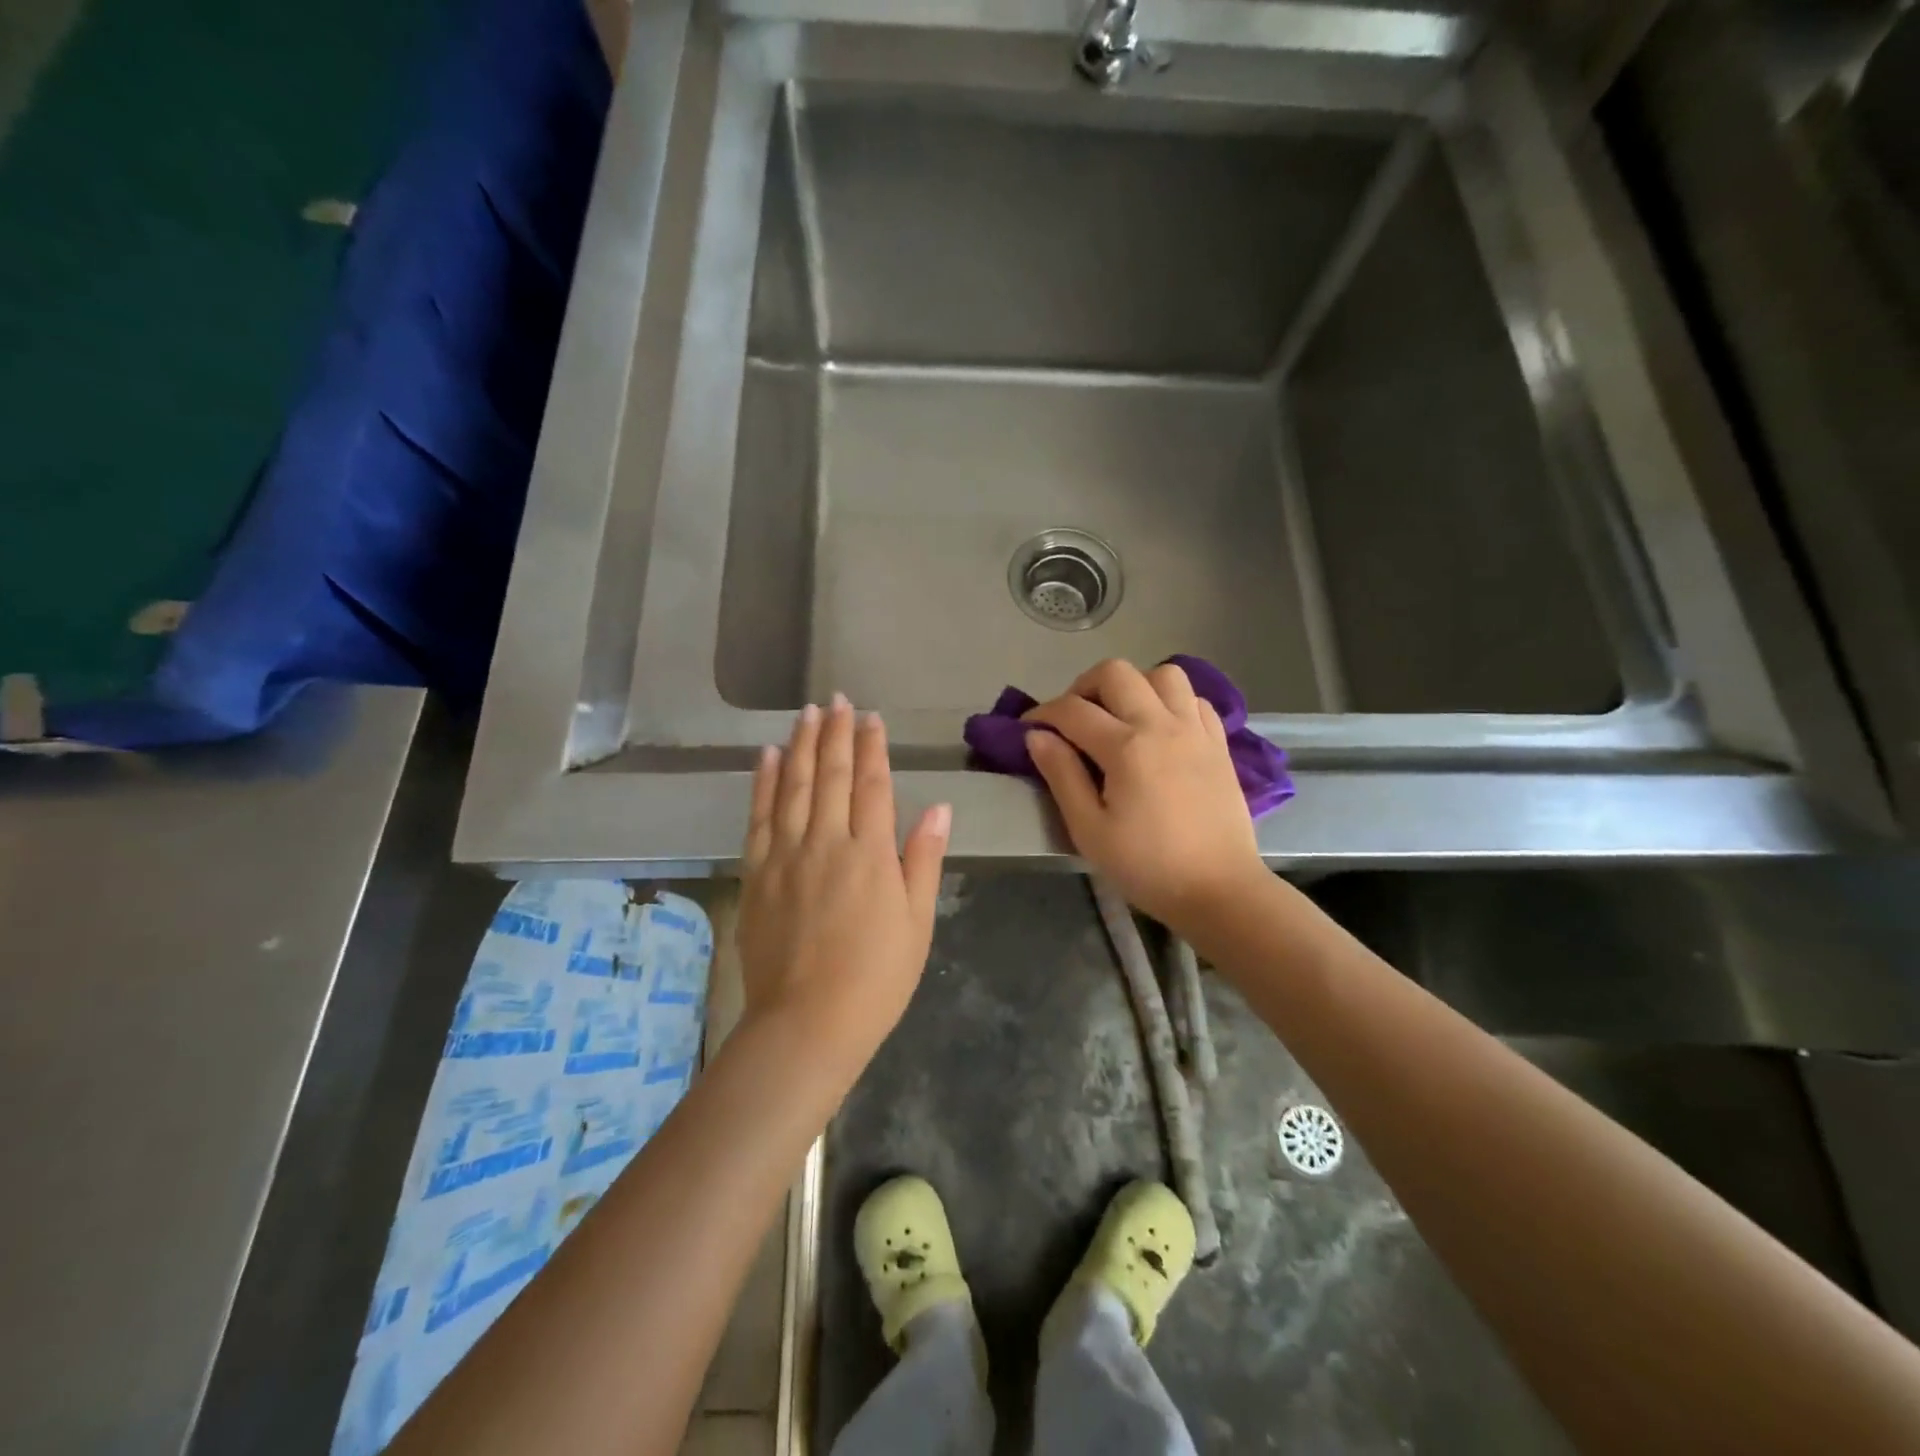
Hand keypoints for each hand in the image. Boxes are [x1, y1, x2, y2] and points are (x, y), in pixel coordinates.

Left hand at [738, 696, 950, 1061]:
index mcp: (870, 853)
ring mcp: (786, 855)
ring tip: (807, 713)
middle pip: (831, 775)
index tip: (871, 717)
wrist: (807, 1023)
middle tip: (837, 700)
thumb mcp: (917, 922)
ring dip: (802, 745)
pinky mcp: (757, 873)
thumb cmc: (876, 978)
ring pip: (794, 786)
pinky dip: (764, 782)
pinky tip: (769, 756)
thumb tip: (937, 806)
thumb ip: (923, 859)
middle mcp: (826, 842)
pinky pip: (759, 816)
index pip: (872, 784)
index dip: (873, 747)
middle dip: (836, 733)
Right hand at [1023, 659, 1263, 928]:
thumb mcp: (1089, 830)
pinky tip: (1160, 729)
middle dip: (1083, 687)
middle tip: (1073, 720)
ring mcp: (1196, 730)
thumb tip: (1037, 736)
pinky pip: (1194, 699)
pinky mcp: (1219, 743)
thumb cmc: (1147, 867)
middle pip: (1116, 673)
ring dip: (1133, 686)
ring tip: (1120, 717)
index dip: (1042, 714)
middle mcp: (1162, 724)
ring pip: (1162, 674)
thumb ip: (1061, 776)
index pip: (1072, 710)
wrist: (1220, 891)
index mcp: (1126, 747)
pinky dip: (1171, 701)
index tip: (1027, 729)